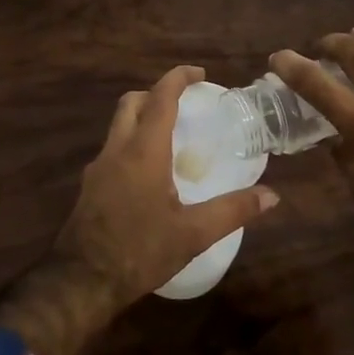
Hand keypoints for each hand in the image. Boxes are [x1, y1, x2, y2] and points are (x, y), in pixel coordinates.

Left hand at [0, 66, 279, 354]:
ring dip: (142, 119)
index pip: (160, 99)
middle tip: (184, 104)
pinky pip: (112, 150)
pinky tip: (149, 173)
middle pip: (132, 104)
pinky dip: (132, 144)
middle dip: (156, 94)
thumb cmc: (139, 252)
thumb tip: (272, 196)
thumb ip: (233, 211)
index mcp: (143, 152)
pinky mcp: (89, 186)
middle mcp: (116, 150)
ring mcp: (98, 168)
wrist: (81, 281)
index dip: (178, 79)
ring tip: (171, 138)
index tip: (198, 73)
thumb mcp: (193, 234)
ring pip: (118, 126)